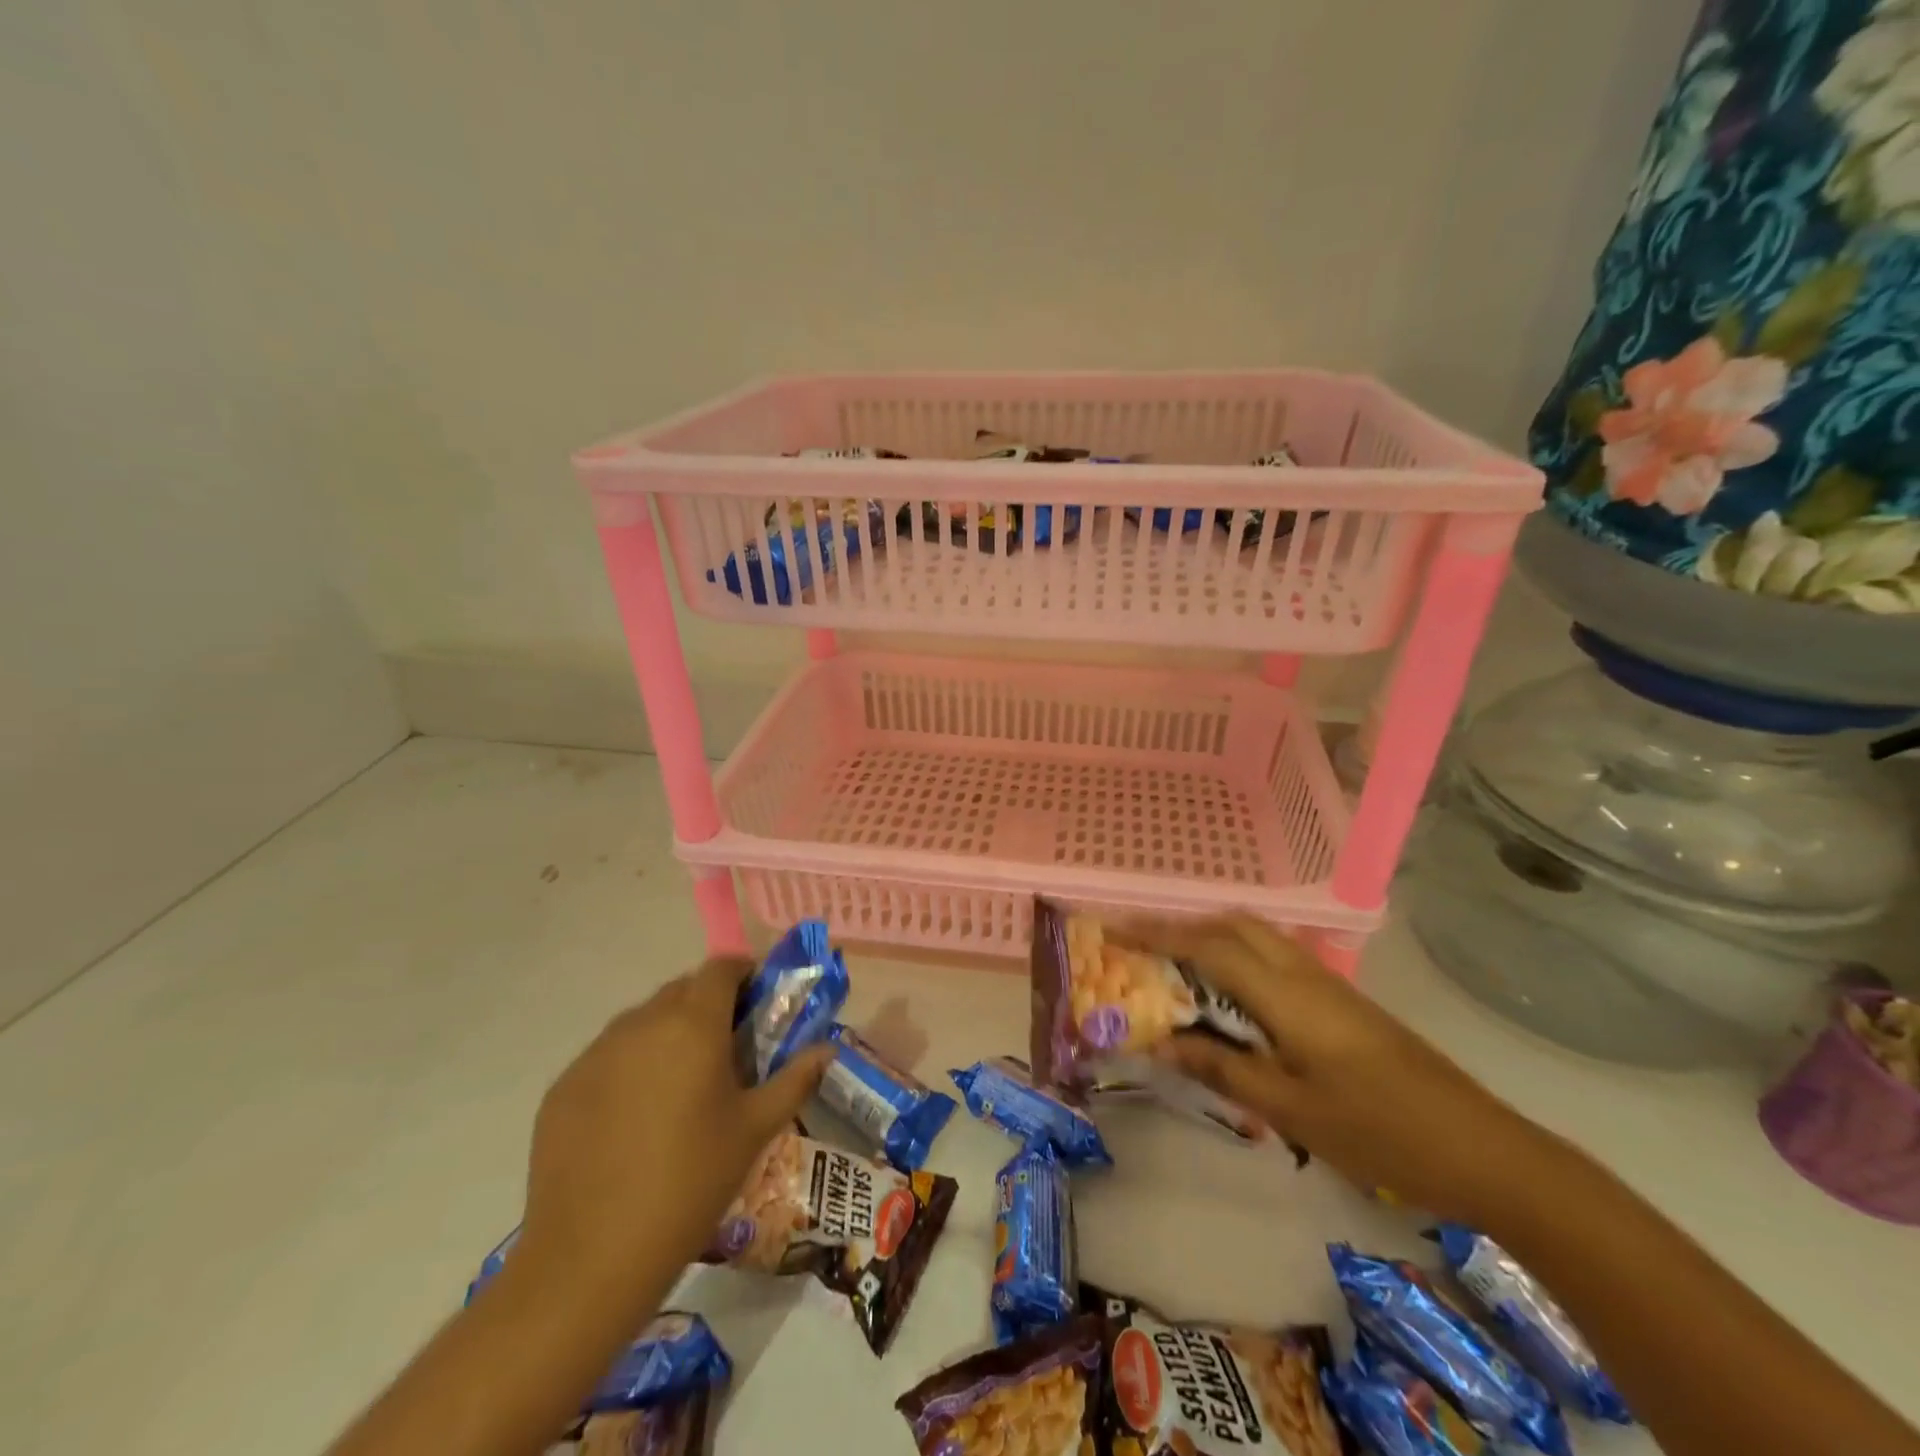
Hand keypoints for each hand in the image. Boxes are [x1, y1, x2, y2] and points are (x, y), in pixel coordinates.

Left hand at [519, 957, 831, 1293]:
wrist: (591, 1258)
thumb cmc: (691, 1182)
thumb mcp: (756, 1129)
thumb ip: (796, 1078)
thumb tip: (827, 1049)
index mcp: (693, 1024)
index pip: (721, 968)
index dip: (743, 974)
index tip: (757, 1000)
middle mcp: (642, 1023)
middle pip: (681, 990)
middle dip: (707, 1005)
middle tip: (726, 1049)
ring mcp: (595, 1054)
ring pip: (642, 1021)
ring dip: (667, 1033)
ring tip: (680, 1086)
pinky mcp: (563, 1087)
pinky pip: (607, 1056)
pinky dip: (629, 1066)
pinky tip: (634, 1117)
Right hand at [1133, 917, 1560, 1221]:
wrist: (1484, 1149)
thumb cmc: (1380, 1132)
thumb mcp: (1292, 1111)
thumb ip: (1222, 1070)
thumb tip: (1160, 1042)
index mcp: (1287, 995)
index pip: (1208, 947)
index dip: (1156, 934)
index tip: (1113, 928)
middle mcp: (1305, 974)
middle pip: (1233, 925)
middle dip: (1183, 926)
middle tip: (1143, 948)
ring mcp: (1329, 984)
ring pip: (1257, 937)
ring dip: (1211, 938)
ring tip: (1175, 969)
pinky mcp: (1343, 1002)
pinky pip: (1275, 959)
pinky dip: (1238, 958)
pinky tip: (1231, 998)